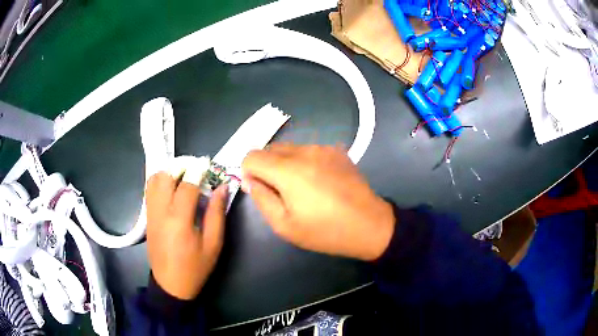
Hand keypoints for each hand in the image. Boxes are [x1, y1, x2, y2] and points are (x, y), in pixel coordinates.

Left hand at [145, 171, 227, 299]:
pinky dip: (160, 182)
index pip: (187, 186)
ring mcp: (151, 214)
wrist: (171, 284)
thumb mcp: (213, 244)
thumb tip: (222, 188)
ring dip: (169, 172)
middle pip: (165, 177)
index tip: (207, 164)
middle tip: (195, 169)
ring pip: (154, 181)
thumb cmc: (195, 267)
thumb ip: (217, 214)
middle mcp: (161, 212)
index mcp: (179, 220)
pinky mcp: (147, 218)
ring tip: (183, 176)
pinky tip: (172, 188)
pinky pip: (150, 191)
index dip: (198, 171)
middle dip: (181, 167)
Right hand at [241, 144, 394, 260]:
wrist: (369, 225)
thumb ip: (261, 198)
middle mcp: (304, 151)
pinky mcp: (337, 151)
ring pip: (289, 148)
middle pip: (270, 149)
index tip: (260, 189)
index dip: (249, 172)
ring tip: (302, 188)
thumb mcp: (284, 225)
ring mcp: (323, 148)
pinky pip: (309, 151)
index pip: (252, 156)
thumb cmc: (325, 231)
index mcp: (288, 170)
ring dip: (285, 164)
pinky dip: (304, 162)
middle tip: (280, 192)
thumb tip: (249, 179)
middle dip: (266, 167)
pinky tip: (319, 182)